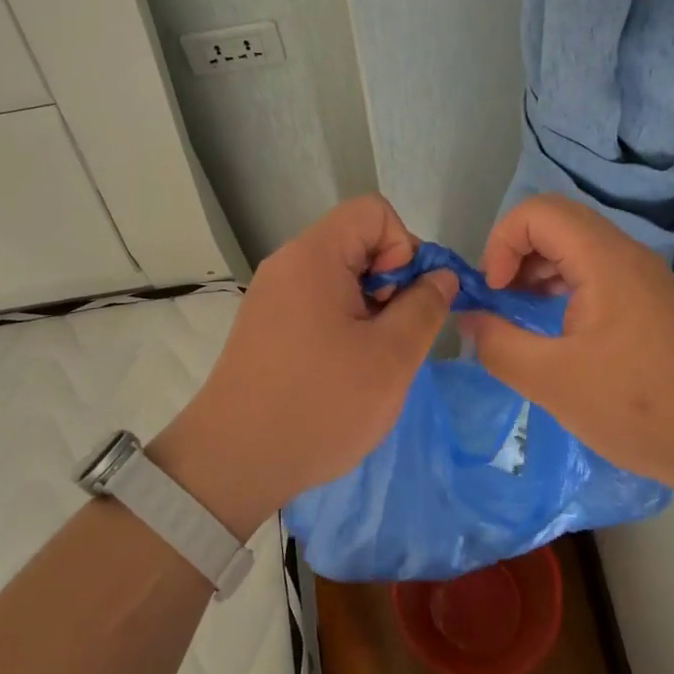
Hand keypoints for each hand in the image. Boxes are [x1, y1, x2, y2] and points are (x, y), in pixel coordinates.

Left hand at [152, 196, 457, 538]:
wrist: (233, 462)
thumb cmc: (319, 405)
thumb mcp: (391, 358)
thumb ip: (425, 306)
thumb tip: (441, 275)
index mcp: (314, 256)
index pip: (373, 211)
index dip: (402, 247)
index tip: (399, 302)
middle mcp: (288, 263)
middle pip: (357, 241)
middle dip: (389, 281)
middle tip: (389, 338)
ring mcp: (273, 294)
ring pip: (341, 276)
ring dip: (369, 308)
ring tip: (368, 361)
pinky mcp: (266, 324)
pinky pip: (318, 302)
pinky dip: (343, 324)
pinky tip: (342, 371)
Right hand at [462, 194, 673, 500]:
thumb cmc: (639, 406)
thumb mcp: (552, 381)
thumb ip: (498, 344)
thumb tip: (469, 318)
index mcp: (604, 259)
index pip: (538, 211)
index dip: (502, 242)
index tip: (494, 291)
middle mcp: (628, 255)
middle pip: (558, 222)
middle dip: (516, 253)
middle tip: (502, 300)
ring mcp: (647, 279)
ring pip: (580, 247)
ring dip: (541, 270)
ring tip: (523, 315)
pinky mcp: (657, 305)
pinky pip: (600, 273)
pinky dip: (567, 288)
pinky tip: (561, 332)